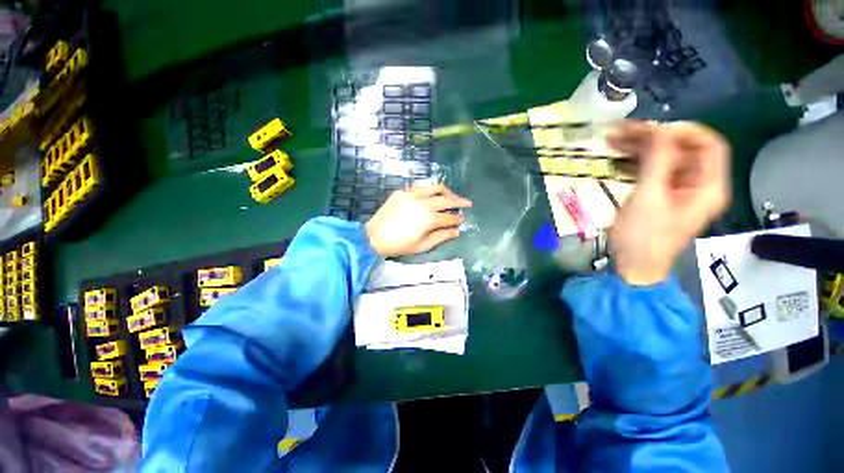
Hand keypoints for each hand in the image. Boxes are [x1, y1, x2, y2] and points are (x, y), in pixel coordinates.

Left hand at [365, 184, 472, 256]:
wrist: (374, 236)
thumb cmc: (399, 245)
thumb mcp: (423, 246)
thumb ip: (441, 237)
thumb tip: (456, 231)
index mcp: (430, 219)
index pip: (450, 217)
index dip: (458, 219)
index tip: (463, 219)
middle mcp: (424, 203)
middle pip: (447, 199)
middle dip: (459, 201)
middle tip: (467, 203)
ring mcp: (412, 195)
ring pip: (435, 187)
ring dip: (446, 192)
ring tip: (452, 196)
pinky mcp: (403, 192)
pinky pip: (420, 187)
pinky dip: (429, 190)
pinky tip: (431, 195)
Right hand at [608, 121, 730, 285]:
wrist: (633, 265)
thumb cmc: (643, 236)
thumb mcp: (649, 197)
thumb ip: (657, 161)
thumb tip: (658, 128)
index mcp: (707, 186)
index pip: (708, 144)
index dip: (683, 131)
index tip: (651, 129)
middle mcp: (697, 184)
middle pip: (682, 149)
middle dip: (653, 137)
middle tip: (621, 132)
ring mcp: (678, 190)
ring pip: (665, 158)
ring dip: (641, 147)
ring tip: (612, 141)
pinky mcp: (661, 195)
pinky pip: (653, 170)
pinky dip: (636, 161)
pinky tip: (617, 159)